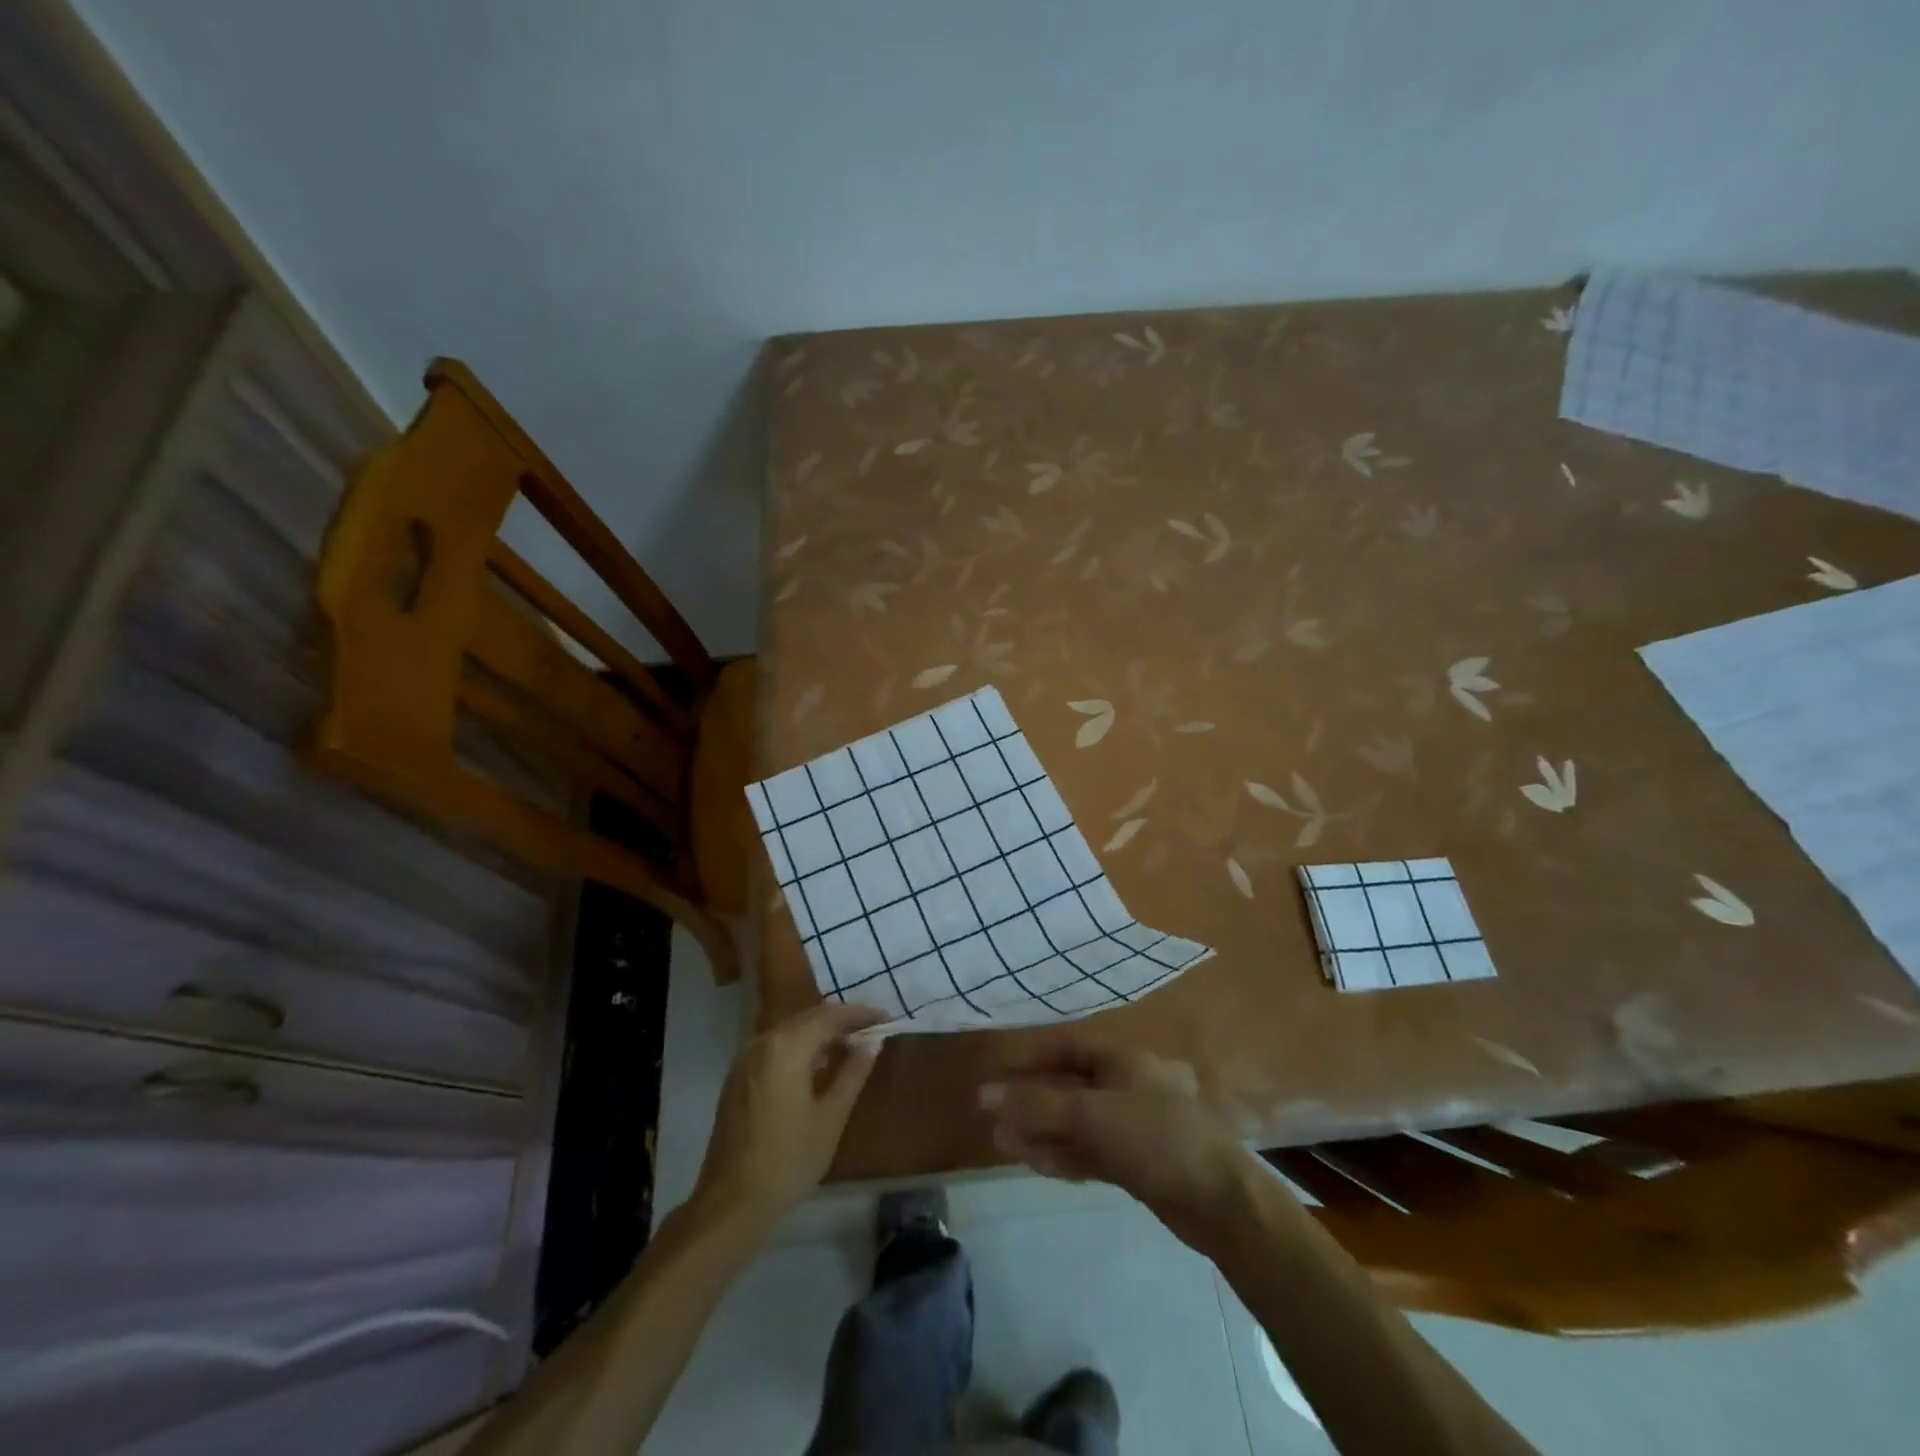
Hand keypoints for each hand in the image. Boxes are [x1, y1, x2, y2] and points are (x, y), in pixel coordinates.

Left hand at [693, 1002, 888, 1225]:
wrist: (731, 1203)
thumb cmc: (788, 1161)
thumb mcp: (831, 1117)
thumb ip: (853, 1073)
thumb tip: (872, 1042)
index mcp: (786, 1047)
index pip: (831, 1016)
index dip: (861, 1014)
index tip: (887, 1020)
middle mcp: (763, 1042)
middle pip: (809, 1018)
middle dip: (842, 1022)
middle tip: (872, 1032)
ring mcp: (745, 1058)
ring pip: (791, 1031)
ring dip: (821, 1034)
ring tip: (850, 1048)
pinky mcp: (738, 1076)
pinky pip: (776, 1047)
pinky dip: (800, 1047)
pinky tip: (817, 1067)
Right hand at [979, 1034, 1251, 1233]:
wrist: (1219, 1200)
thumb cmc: (1154, 1136)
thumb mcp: (1091, 1113)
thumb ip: (1037, 1104)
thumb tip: (984, 1094)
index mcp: (1122, 1059)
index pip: (1066, 1047)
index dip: (1029, 1056)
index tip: (995, 1071)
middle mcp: (1126, 1085)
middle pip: (1068, 1086)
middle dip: (1031, 1100)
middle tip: (991, 1114)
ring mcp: (1131, 1125)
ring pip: (1076, 1123)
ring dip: (1041, 1131)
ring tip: (1000, 1142)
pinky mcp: (1135, 1161)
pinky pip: (1089, 1151)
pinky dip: (1063, 1154)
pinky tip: (1033, 1162)